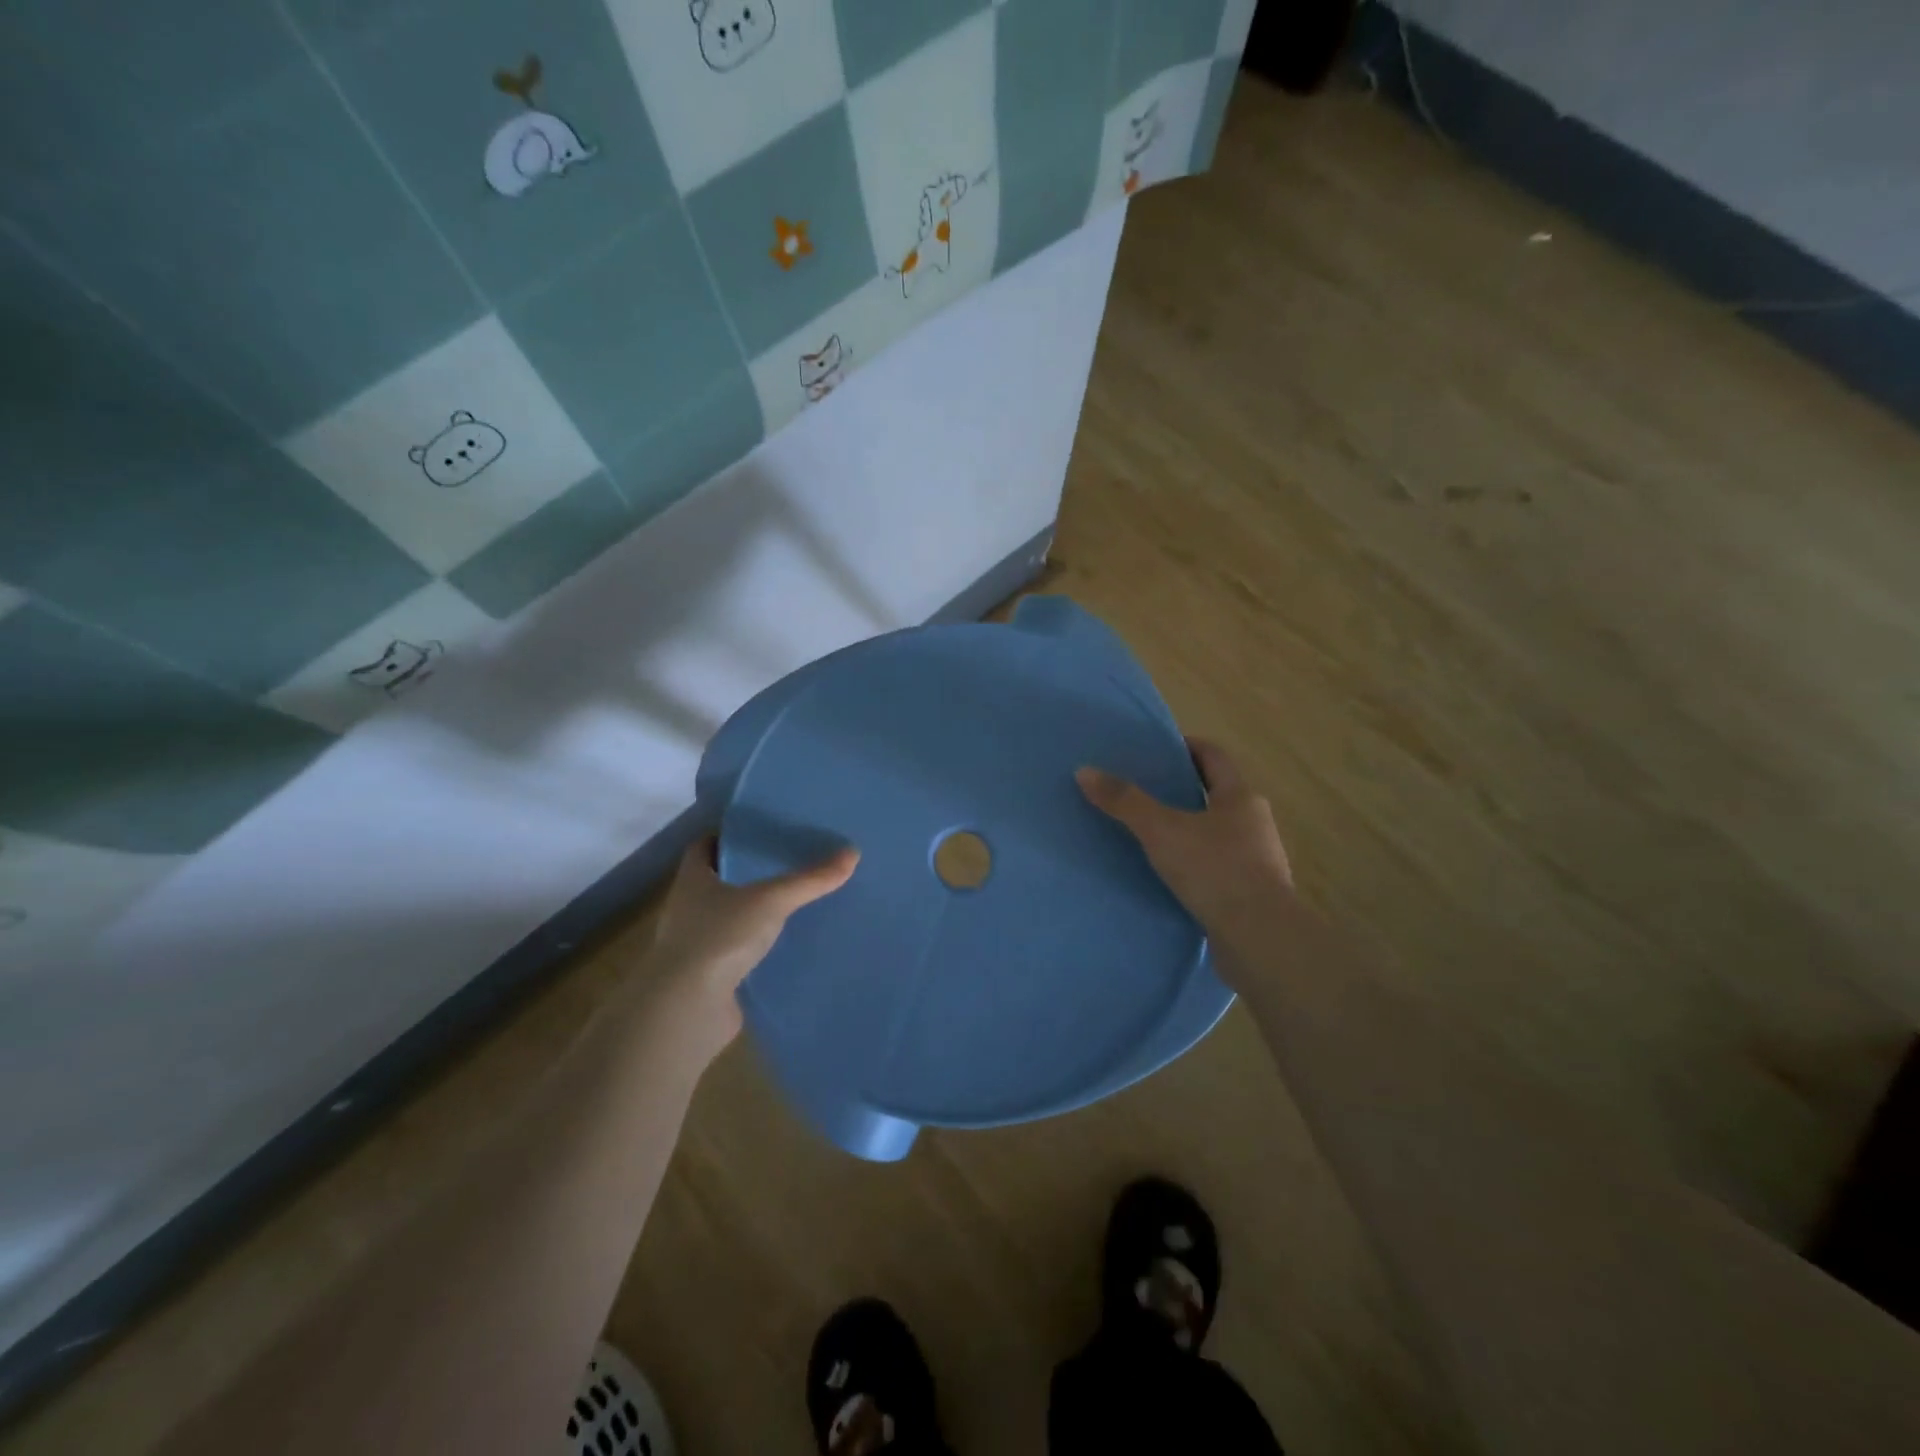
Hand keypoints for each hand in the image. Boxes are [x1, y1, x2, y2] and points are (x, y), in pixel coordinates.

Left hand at [645, 834, 858, 1047]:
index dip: (728, 836)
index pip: (704, 846)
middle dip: (750, 873)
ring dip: (757, 912)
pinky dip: (761, 947)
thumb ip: (810, 879)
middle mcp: (689, 909)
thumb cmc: (719, 937)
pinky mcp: (711, 977)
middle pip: (720, 881)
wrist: (688, 1009)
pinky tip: (791, 944)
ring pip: (731, 918)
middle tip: (790, 862)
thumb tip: (852, 853)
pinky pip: (740, 952)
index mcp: (693, 880)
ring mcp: (698, 945)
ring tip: (798, 901)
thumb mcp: (771, 900)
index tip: (761, 831)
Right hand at [1077, 739, 1292, 951]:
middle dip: (1183, 789)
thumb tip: (1085, 771)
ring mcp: (1257, 859)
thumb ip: (1124, 802)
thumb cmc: (1214, 870)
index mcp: (1240, 797)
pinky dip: (1195, 861)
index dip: (1187, 747)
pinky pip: (1217, 865)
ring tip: (1152, 833)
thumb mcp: (1161, 831)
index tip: (1158, 749)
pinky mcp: (1250, 892)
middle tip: (1145, 790)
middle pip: (1216, 793)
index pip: (1214, 756)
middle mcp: (1254, 822)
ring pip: (1217, 831)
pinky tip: (1170, 874)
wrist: (1259, 938)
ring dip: (1189, 827)